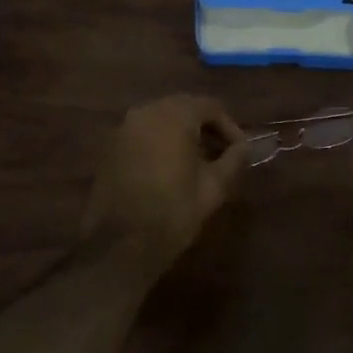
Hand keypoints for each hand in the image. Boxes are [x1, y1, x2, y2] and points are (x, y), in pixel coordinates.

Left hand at [85, 95, 249, 261]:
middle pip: (185, 107)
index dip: (230, 126)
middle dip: (206, 127)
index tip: (240, 151)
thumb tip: (242, 147)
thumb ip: (233, 160)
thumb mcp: (213, 188)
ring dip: (183, 133)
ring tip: (198, 161)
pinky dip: (161, 141)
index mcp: (174, 116)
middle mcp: (146, 111)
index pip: (210, 106)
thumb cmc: (172, 213)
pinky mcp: (110, 146)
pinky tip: (170, 167)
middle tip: (222, 154)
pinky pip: (144, 132)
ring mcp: (124, 128)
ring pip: (162, 118)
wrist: (118, 246)